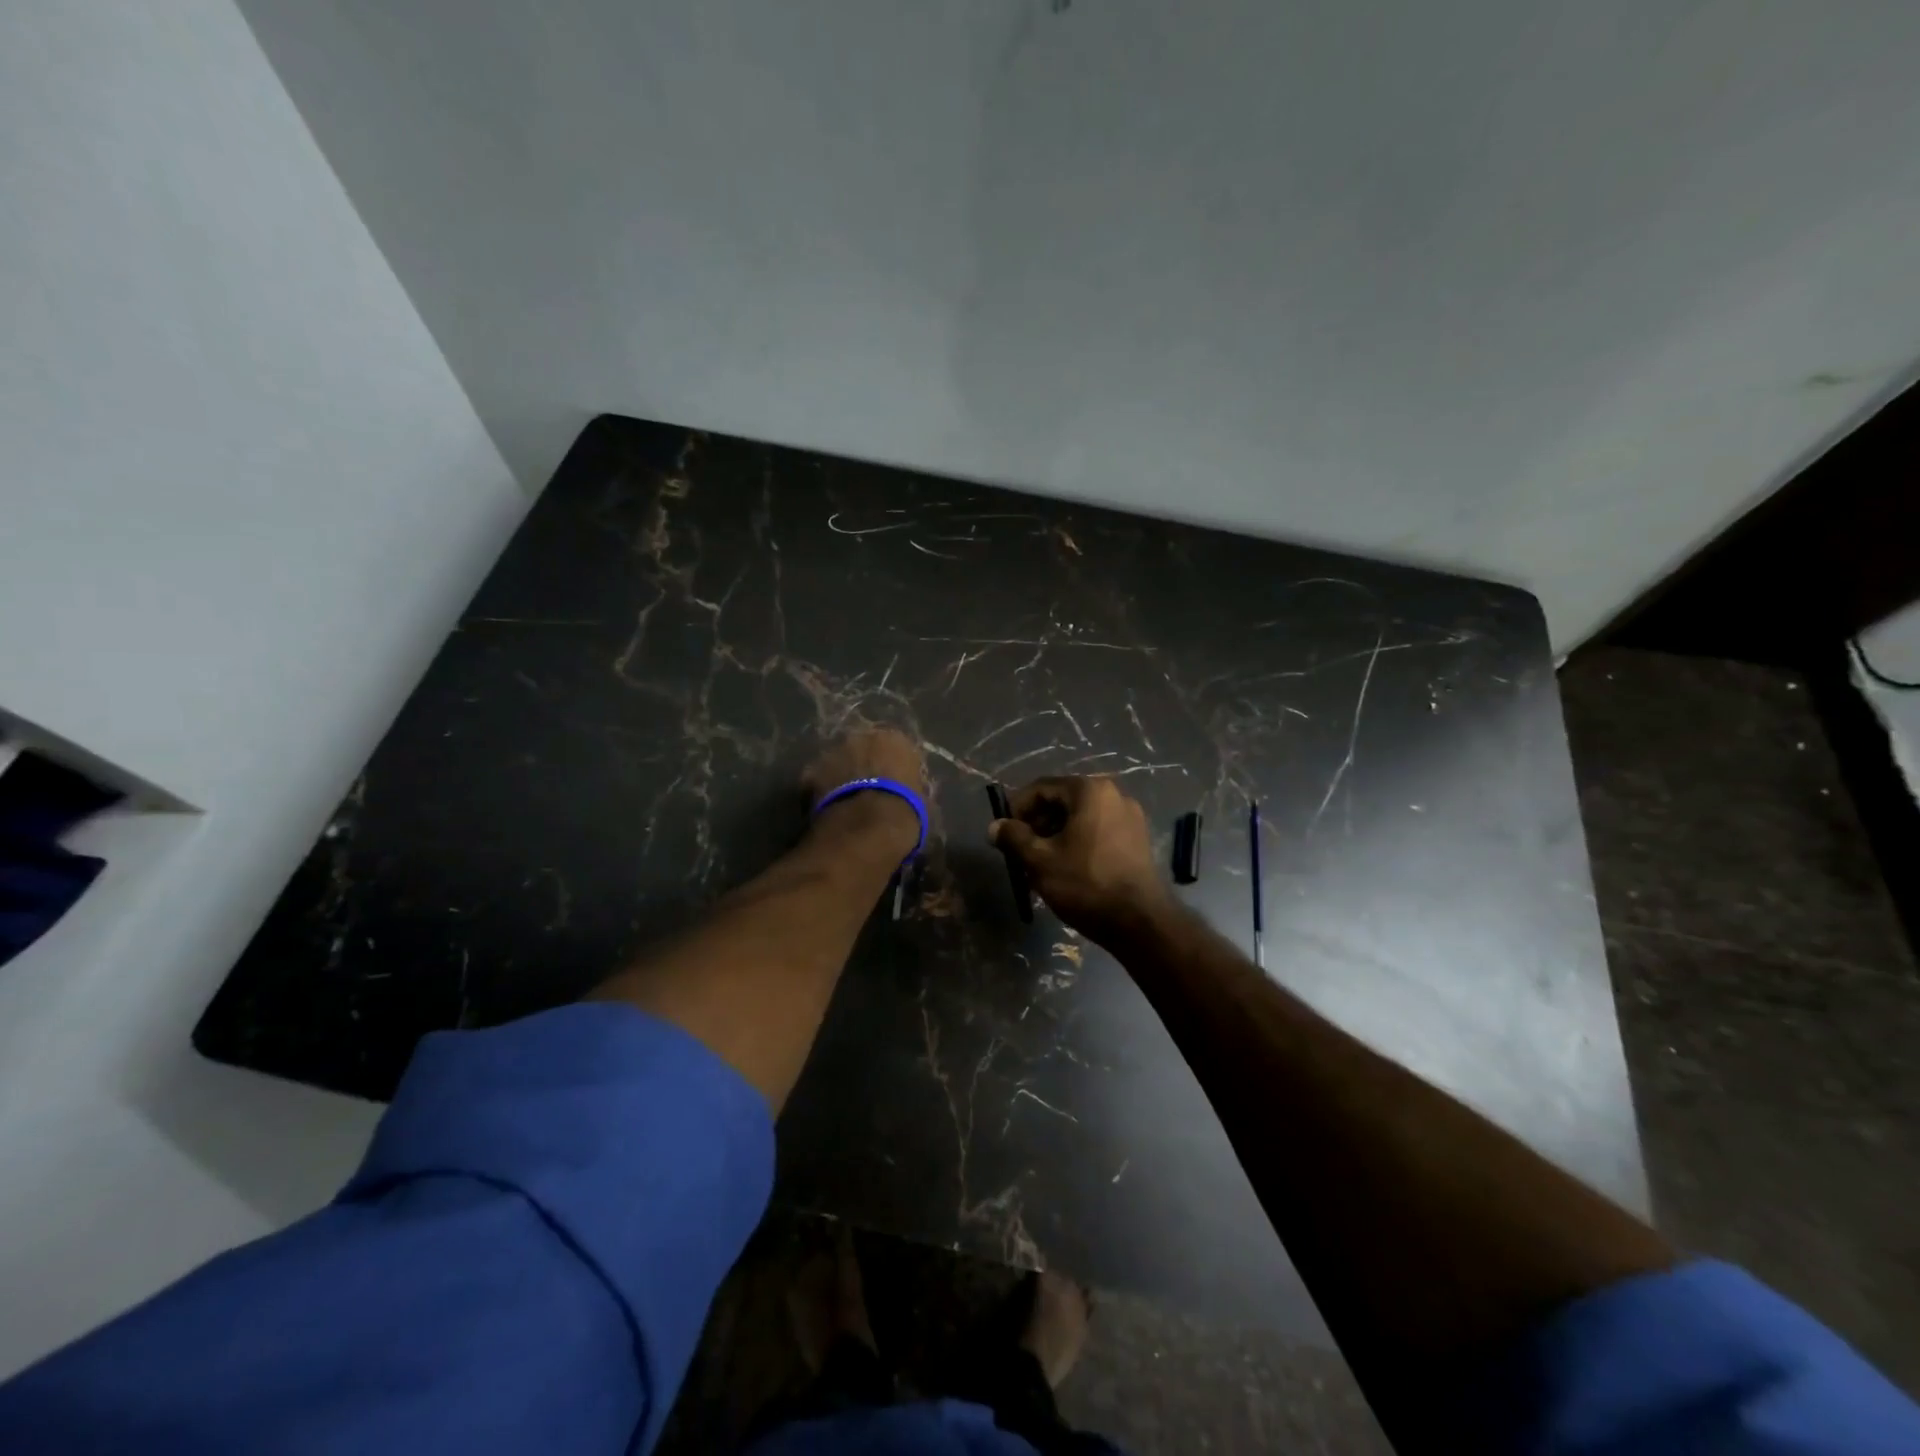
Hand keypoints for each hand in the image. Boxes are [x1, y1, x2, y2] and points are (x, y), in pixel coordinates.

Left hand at [802, 728, 928, 858]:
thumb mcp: (921, 798)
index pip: (894, 748)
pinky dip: (821, 790)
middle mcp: (862, 736)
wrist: (868, 826)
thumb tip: (908, 790)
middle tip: (866, 790)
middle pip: (861, 749)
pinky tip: (828, 809)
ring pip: (837, 761)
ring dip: (840, 775)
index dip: (890, 767)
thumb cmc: (905, 810)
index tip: (891, 784)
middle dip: (862, 765)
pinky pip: (817, 779)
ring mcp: (833, 751)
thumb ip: (911, 786)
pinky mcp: (811, 771)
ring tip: (845, 802)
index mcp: (895, 739)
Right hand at [989, 776, 1173, 944]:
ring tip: (1040, 863)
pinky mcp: (1138, 839)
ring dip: (1055, 835)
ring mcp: (1130, 817)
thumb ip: (1013, 838)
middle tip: (1020, 851)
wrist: (1140, 922)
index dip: (1017, 808)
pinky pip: (1098, 831)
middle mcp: (1113, 794)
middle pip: (1062, 801)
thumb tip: (995, 826)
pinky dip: (1077, 842)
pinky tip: (1067, 868)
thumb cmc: (1085, 883)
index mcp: (1090, 790)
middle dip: (1037, 824)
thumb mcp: (1039, 860)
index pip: (1041, 788)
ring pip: (1080, 818)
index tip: (1004, 833)